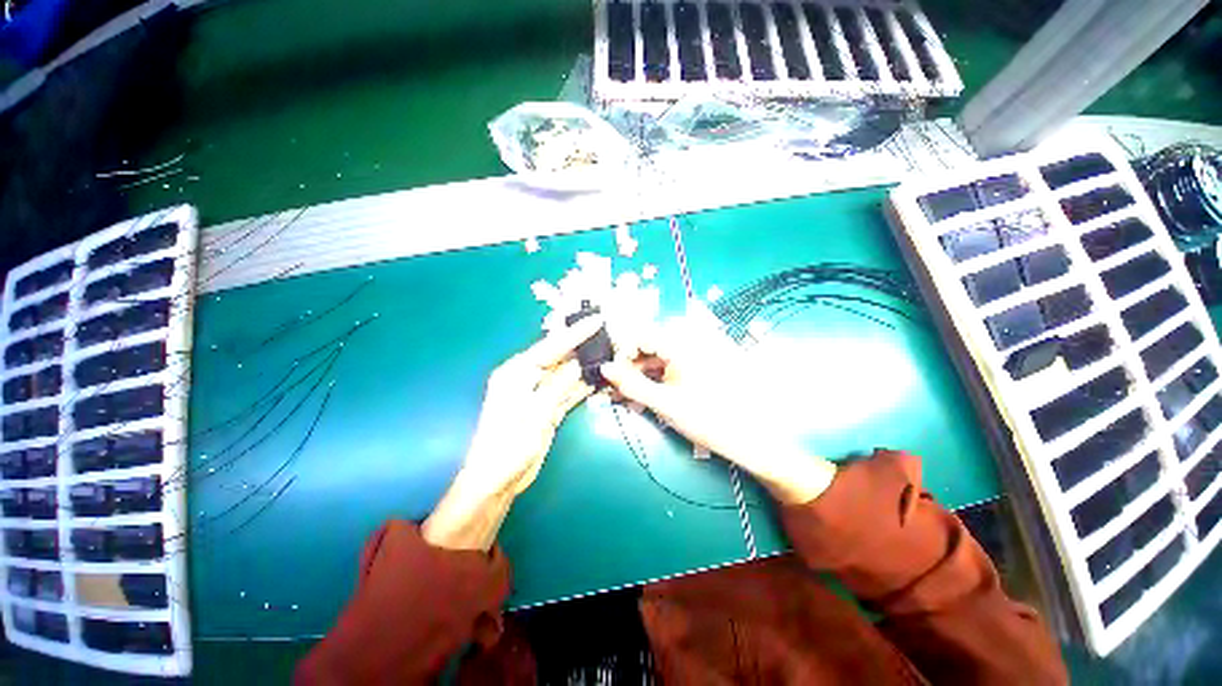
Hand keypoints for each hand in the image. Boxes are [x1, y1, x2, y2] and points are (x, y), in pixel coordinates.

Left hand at [423, 319, 601, 549]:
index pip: (552, 346)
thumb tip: (579, 365)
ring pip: (566, 374)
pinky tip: (598, 378)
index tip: (597, 320)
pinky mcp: (547, 408)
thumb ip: (558, 386)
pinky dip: (582, 386)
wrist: (497, 480)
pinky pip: (568, 391)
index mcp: (517, 372)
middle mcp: (528, 377)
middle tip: (608, 334)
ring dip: (586, 366)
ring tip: (609, 353)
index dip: (575, 333)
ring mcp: (539, 393)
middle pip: (560, 357)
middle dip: (583, 346)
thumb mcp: (535, 412)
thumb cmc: (509, 445)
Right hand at [600, 309, 835, 504]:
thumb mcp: (664, 403)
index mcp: (683, 344)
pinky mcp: (699, 364)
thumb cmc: (707, 419)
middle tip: (619, 385)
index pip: (643, 333)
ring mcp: (697, 352)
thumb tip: (604, 369)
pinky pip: (671, 363)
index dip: (624, 350)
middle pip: (650, 343)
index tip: (613, 371)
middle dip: (631, 362)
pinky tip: (647, 390)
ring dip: (642, 370)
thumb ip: (631, 384)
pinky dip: (656, 375)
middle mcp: (690, 341)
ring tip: (630, 391)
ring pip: (659, 354)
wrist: (749, 438)